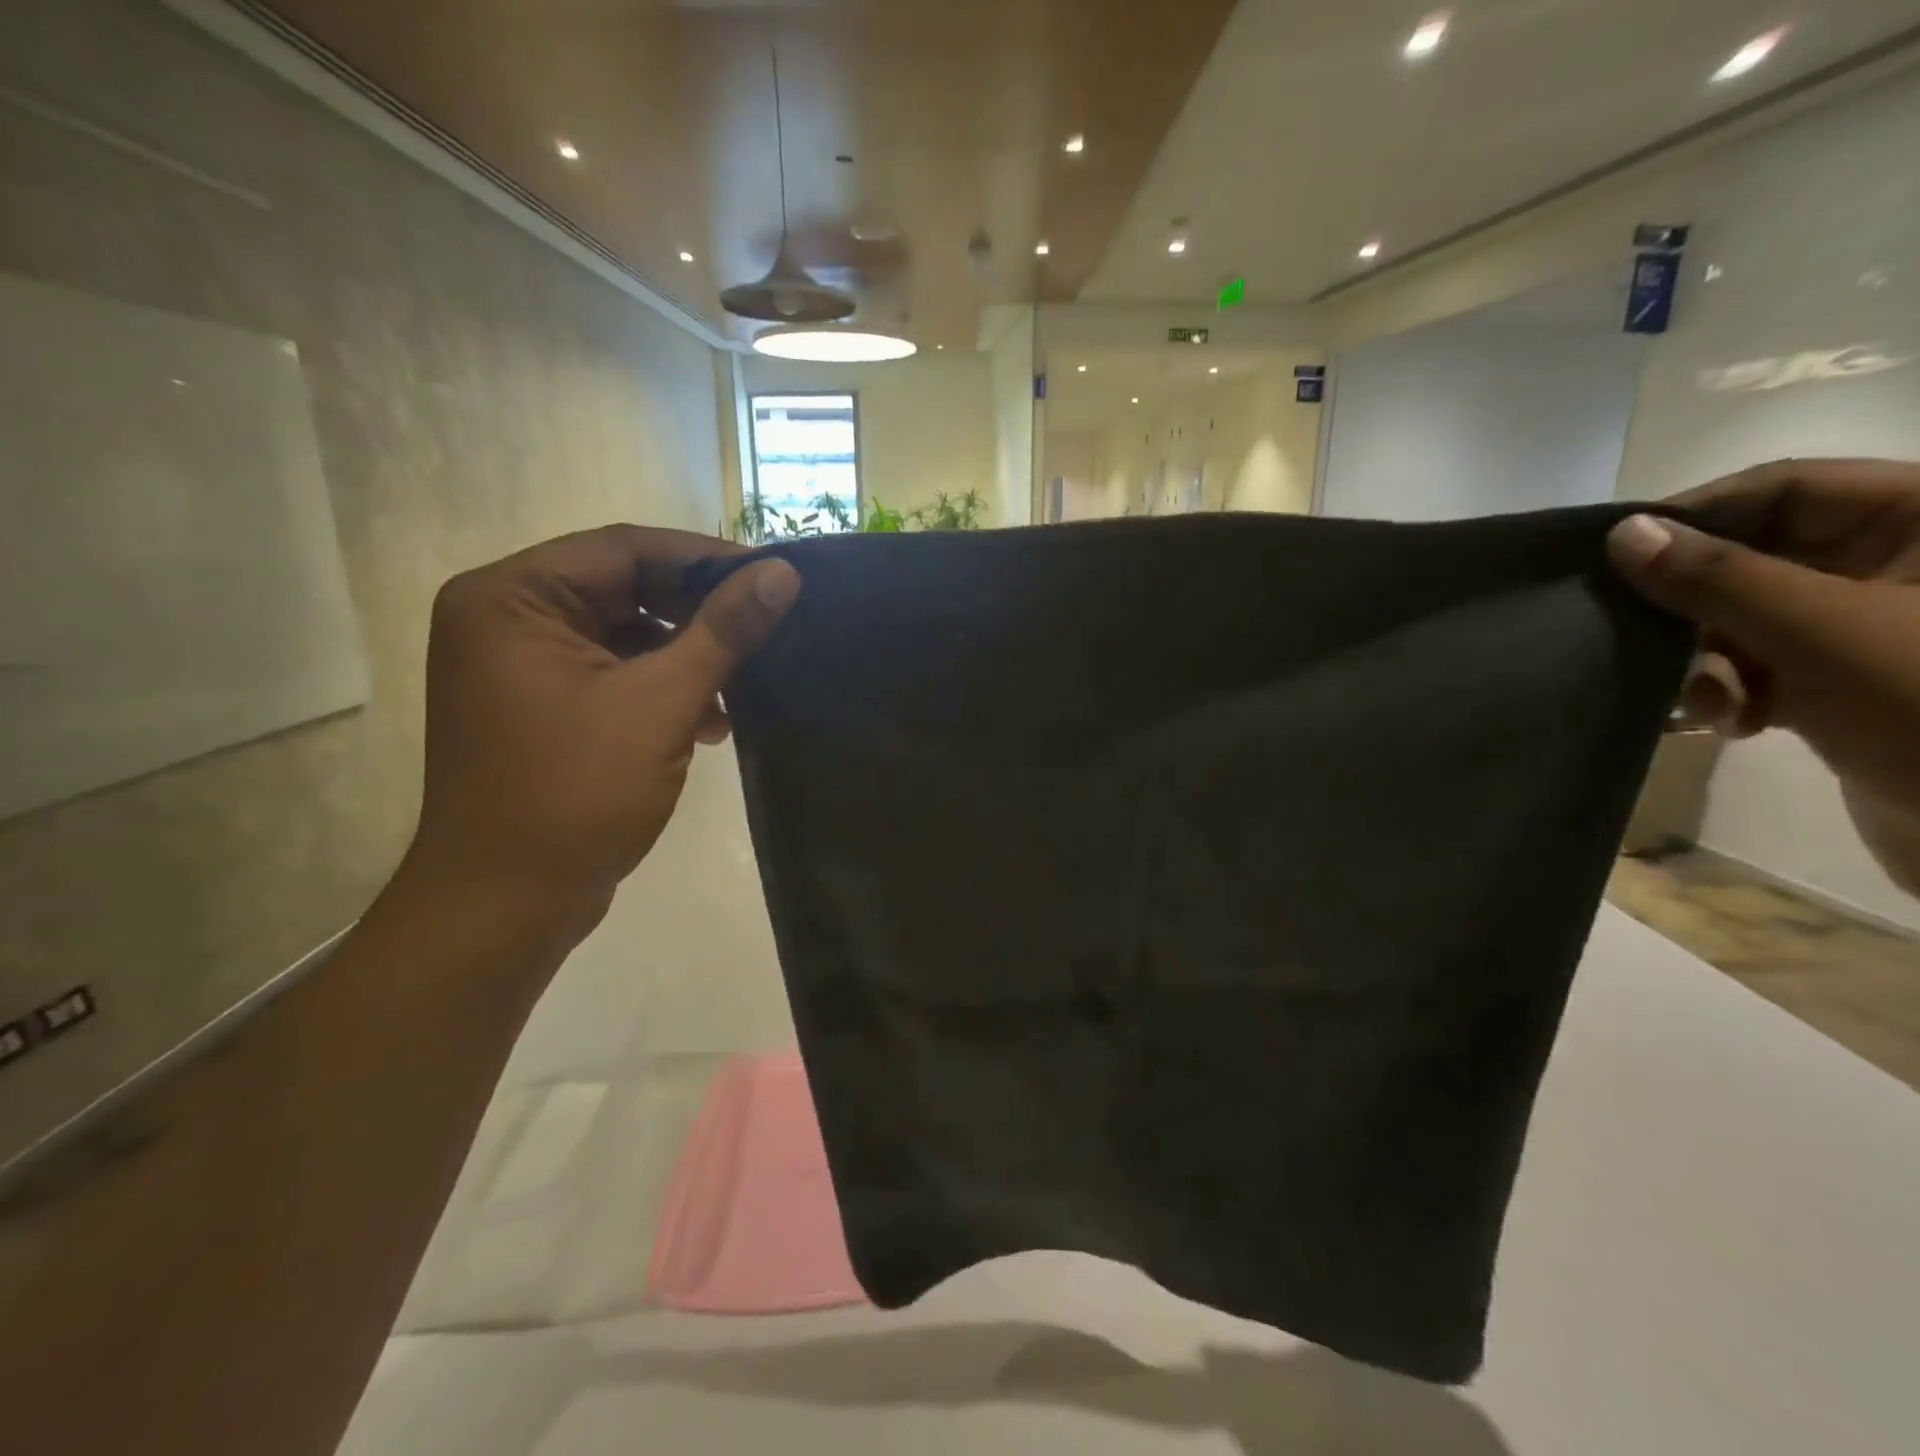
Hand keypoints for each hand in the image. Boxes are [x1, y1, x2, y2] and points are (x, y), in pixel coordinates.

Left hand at [401, 525, 799, 938]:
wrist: (506, 905)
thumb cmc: (575, 793)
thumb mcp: (661, 703)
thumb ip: (723, 631)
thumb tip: (782, 574)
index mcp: (512, 599)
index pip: (623, 550)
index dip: (704, 559)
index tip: (772, 575)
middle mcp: (506, 619)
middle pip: (623, 589)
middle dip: (697, 613)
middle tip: (765, 626)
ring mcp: (520, 667)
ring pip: (623, 634)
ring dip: (685, 656)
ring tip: (741, 684)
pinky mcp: (541, 708)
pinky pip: (613, 674)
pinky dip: (662, 688)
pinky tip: (708, 720)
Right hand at [1606, 459, 1919, 889]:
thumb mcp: (1822, 633)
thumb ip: (1718, 579)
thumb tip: (1623, 534)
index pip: (1788, 488)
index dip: (1699, 514)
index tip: (1618, 555)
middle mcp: (1901, 565)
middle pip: (1758, 556)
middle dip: (1694, 605)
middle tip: (1639, 638)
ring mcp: (1874, 627)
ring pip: (1748, 616)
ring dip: (1706, 659)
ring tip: (1697, 703)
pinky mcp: (1851, 681)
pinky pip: (1763, 664)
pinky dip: (1730, 691)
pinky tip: (1722, 724)